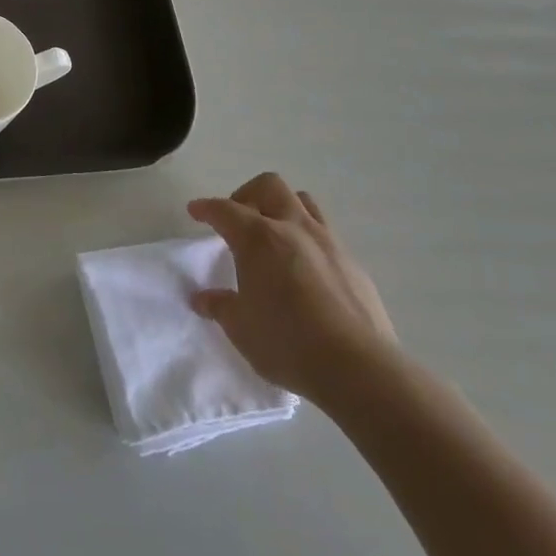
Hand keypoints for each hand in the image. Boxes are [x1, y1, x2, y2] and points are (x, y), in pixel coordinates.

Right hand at [188, 173, 396, 405]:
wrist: (359, 369)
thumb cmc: (286, 342)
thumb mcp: (240, 327)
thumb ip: (220, 306)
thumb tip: (203, 298)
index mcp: (258, 238)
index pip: (225, 210)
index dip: (206, 208)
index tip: (196, 211)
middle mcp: (294, 229)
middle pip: (270, 187)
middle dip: (247, 195)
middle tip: (238, 221)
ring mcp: (329, 243)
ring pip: (303, 202)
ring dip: (282, 209)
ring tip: (272, 237)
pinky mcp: (353, 265)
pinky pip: (326, 235)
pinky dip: (307, 240)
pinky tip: (303, 270)